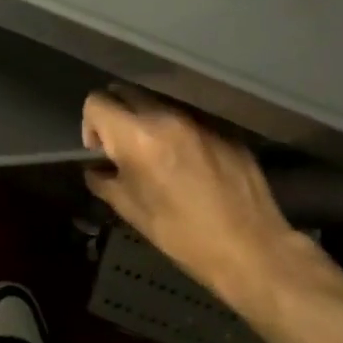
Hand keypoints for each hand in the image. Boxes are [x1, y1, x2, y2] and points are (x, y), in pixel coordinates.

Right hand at [82, 87, 302, 313]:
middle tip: (122, 146)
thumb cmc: (182, 235)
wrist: (252, 250)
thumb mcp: (131, 211)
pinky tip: (189, 163)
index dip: (90, 124)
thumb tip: (95, 169)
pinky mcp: (225, 130)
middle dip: (116, 114)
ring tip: (156, 154)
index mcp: (137, 137)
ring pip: (159, 103)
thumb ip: (104, 181)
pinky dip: (178, 132)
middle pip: (126, 92)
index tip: (100, 150)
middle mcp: (166, 118)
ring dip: (147, 121)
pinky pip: (189, 119)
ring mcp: (199, 120)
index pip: (97, 102)